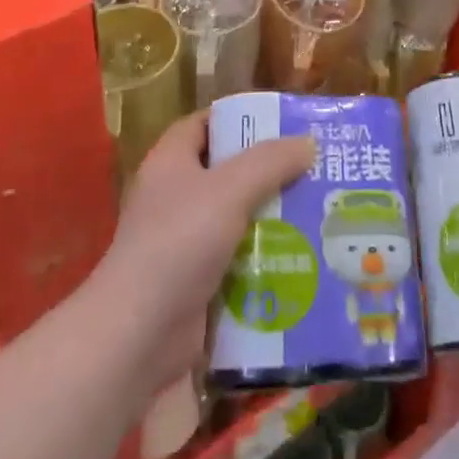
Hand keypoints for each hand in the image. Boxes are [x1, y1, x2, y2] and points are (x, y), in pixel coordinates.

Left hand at [95, 111, 314, 398]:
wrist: (139, 338)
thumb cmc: (178, 245)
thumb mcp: (229, 190)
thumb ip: (270, 162)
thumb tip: (307, 142)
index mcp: (170, 162)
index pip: (204, 125)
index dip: (239, 119)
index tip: (281, 123)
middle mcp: (174, 198)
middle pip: (227, 172)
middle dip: (269, 171)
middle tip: (314, 168)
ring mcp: (184, 244)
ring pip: (237, 219)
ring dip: (274, 218)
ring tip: (320, 211)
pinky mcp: (197, 285)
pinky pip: (239, 262)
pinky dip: (266, 260)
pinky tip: (303, 258)